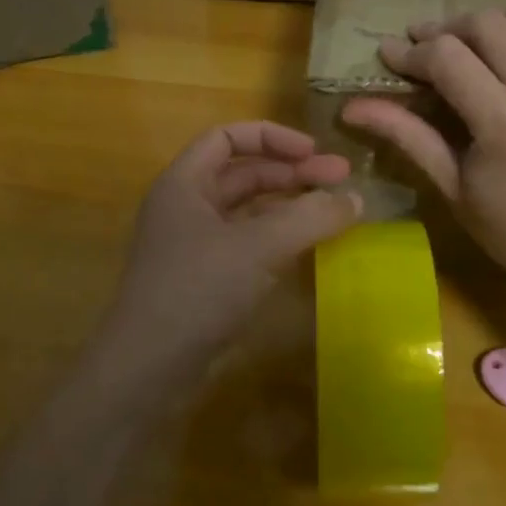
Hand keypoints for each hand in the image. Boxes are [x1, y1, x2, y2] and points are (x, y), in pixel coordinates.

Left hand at [110, 122, 358, 357]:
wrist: (150, 367)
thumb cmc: (198, 290)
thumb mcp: (258, 247)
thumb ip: (310, 217)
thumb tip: (356, 198)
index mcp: (184, 184)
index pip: (228, 138)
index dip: (273, 137)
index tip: (315, 152)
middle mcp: (187, 207)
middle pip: (243, 174)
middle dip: (292, 173)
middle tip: (341, 183)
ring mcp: (195, 246)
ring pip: (248, 212)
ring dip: (289, 207)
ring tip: (332, 213)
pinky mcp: (206, 280)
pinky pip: (247, 245)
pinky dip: (278, 239)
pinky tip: (307, 248)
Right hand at [341, 9, 505, 296]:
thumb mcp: (451, 185)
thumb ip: (406, 135)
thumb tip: (351, 106)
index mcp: (504, 123)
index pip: (447, 57)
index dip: (413, 51)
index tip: (393, 53)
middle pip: (490, 25)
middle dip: (450, 30)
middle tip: (432, 46)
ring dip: (500, 24)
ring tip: (481, 43)